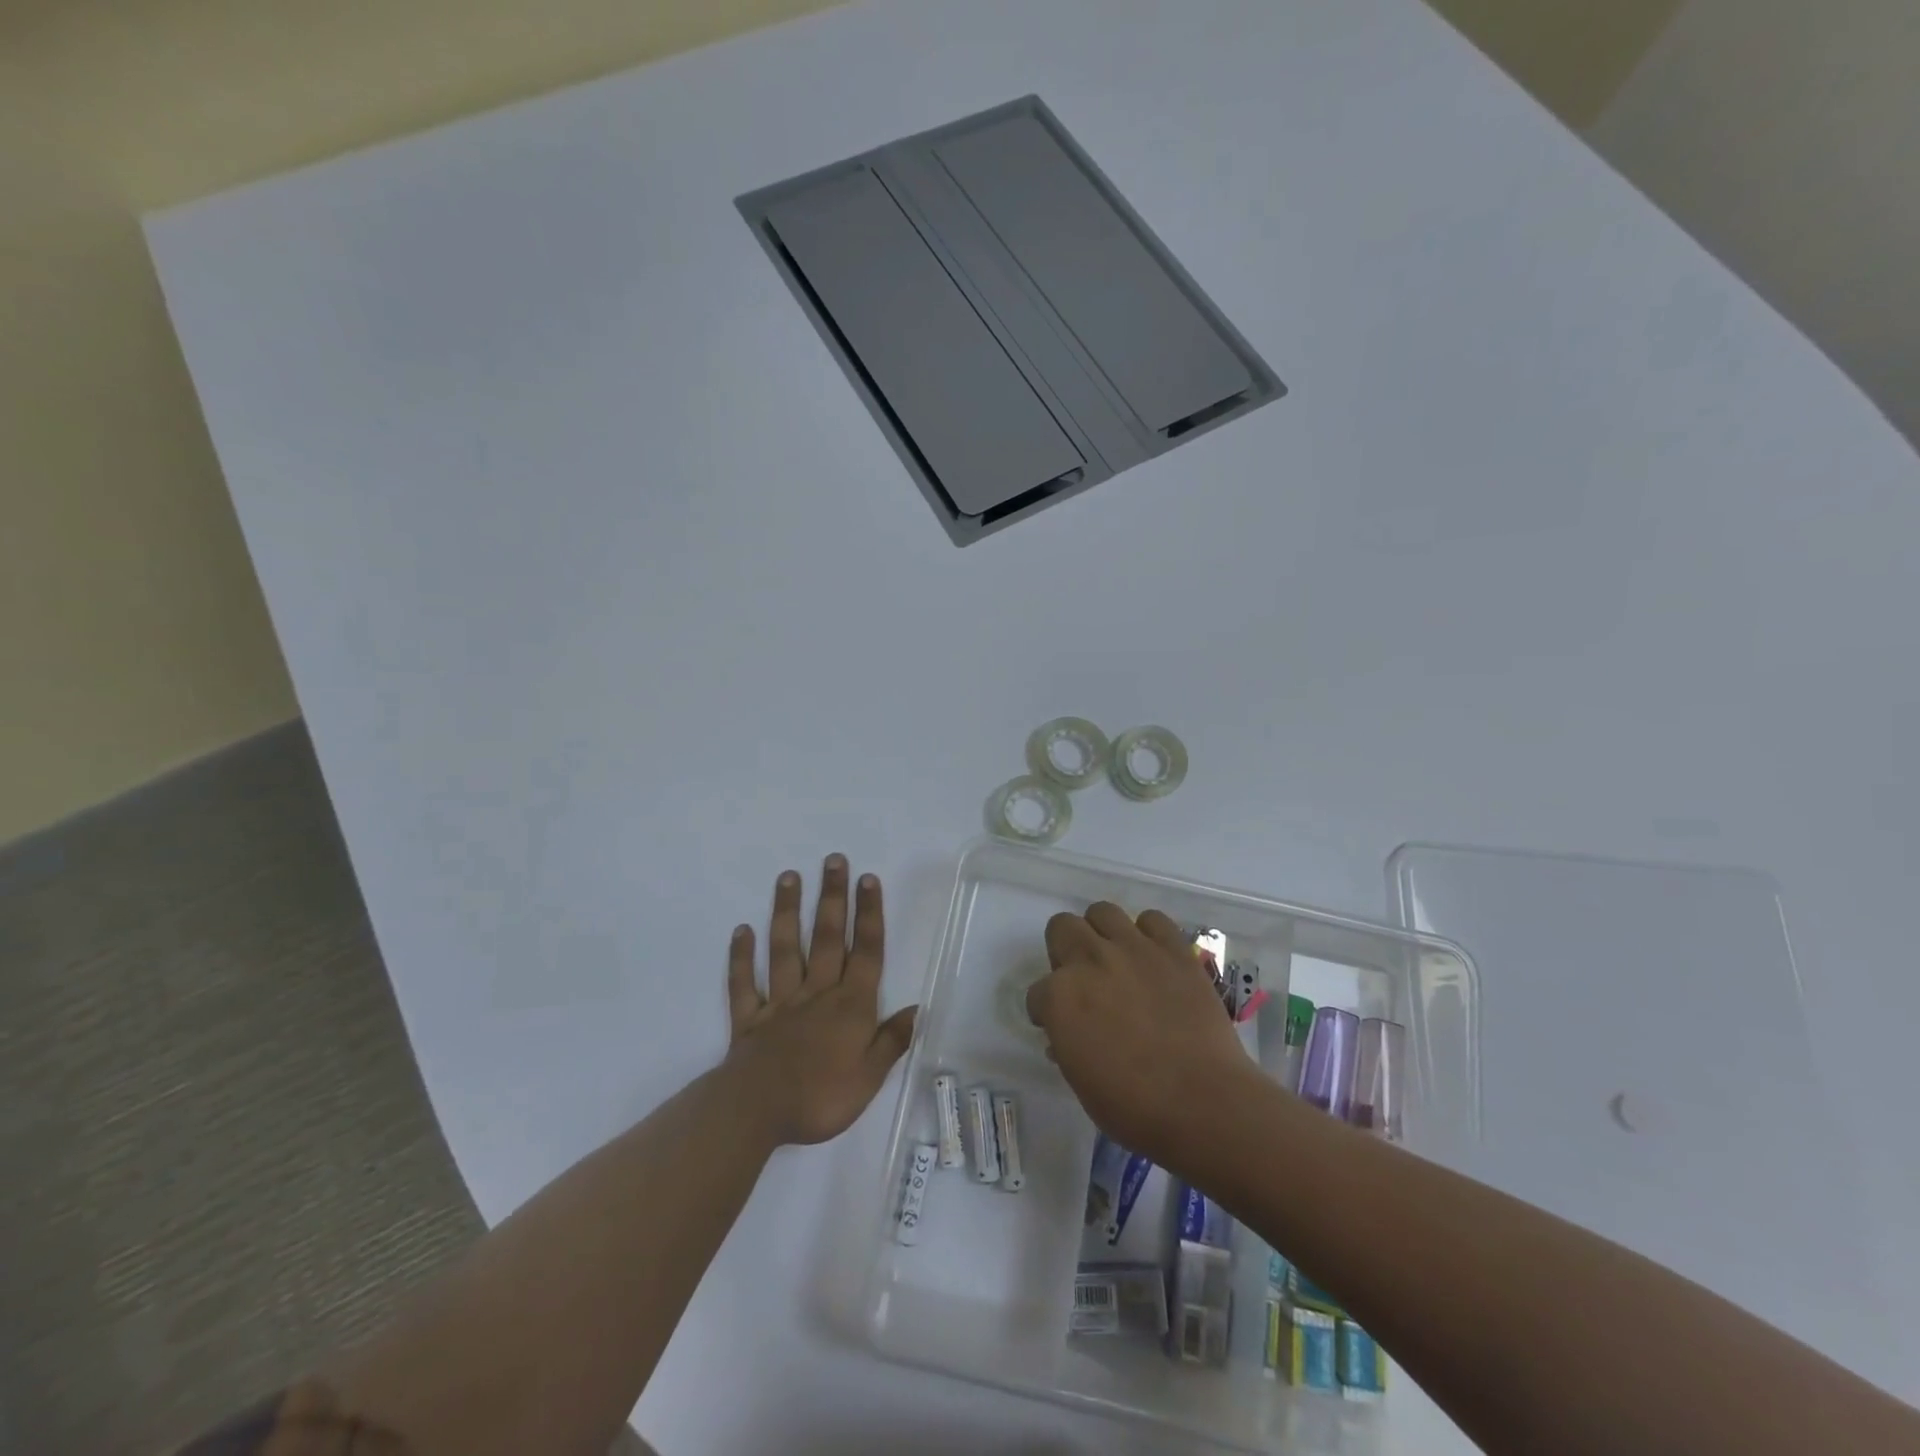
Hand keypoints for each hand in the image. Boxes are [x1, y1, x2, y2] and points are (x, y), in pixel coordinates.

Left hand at [723, 856, 918, 1146]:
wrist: (756, 1112)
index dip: (868, 914)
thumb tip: (918, 1008)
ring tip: (788, 877)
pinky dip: (740, 957)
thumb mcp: (869, 1077)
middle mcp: (817, 993)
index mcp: (850, 1006)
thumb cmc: (820, 1097)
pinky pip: (744, 983)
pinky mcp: (749, 1019)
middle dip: (832, 897)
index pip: (865, 952)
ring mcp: (780, 1002)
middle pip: (827, 938)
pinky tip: (741, 931)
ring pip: (785, 949)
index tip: (867, 879)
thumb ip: (891, 1040)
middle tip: (832, 860)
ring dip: (787, 912)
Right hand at [1026, 903, 1257, 1170]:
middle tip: (1083, 979)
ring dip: (1101, 932)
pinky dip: (1148, 934)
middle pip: (1061, 927)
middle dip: (1064, 951)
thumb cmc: (1134, 1107)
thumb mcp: (1082, 1082)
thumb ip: (1068, 1045)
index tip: (1061, 1026)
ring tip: (1115, 958)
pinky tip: (1152, 957)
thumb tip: (1068, 1036)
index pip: (1037, 992)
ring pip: (1102, 911)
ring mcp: (1133, 949)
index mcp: (1060, 997)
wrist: (1203, 1102)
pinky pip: (1152, 919)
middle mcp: (1090, 960)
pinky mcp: (1173, 949)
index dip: (1047, 1011)